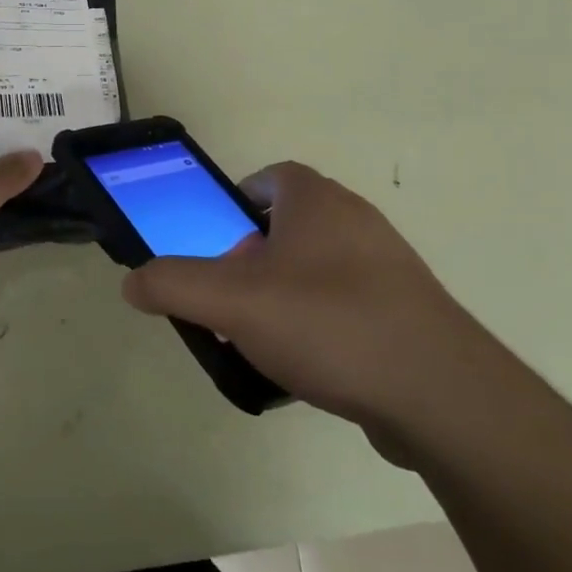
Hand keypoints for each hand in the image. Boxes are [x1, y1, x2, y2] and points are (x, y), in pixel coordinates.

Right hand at [121, 161, 494, 455]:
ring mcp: (389, 265)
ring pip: (320, 268)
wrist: (439, 392)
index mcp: (317, 200)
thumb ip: (175, 285)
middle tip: (234, 299)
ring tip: (266, 341)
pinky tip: (313, 370)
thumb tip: (132, 282)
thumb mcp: (233, 302)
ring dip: (288, 295)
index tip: (218, 244)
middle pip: (291, 226)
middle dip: (256, 259)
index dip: (238, 204)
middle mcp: (356, 219)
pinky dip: (325, 326)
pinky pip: (351, 305)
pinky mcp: (409, 311)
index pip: (271, 179)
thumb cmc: (328, 322)